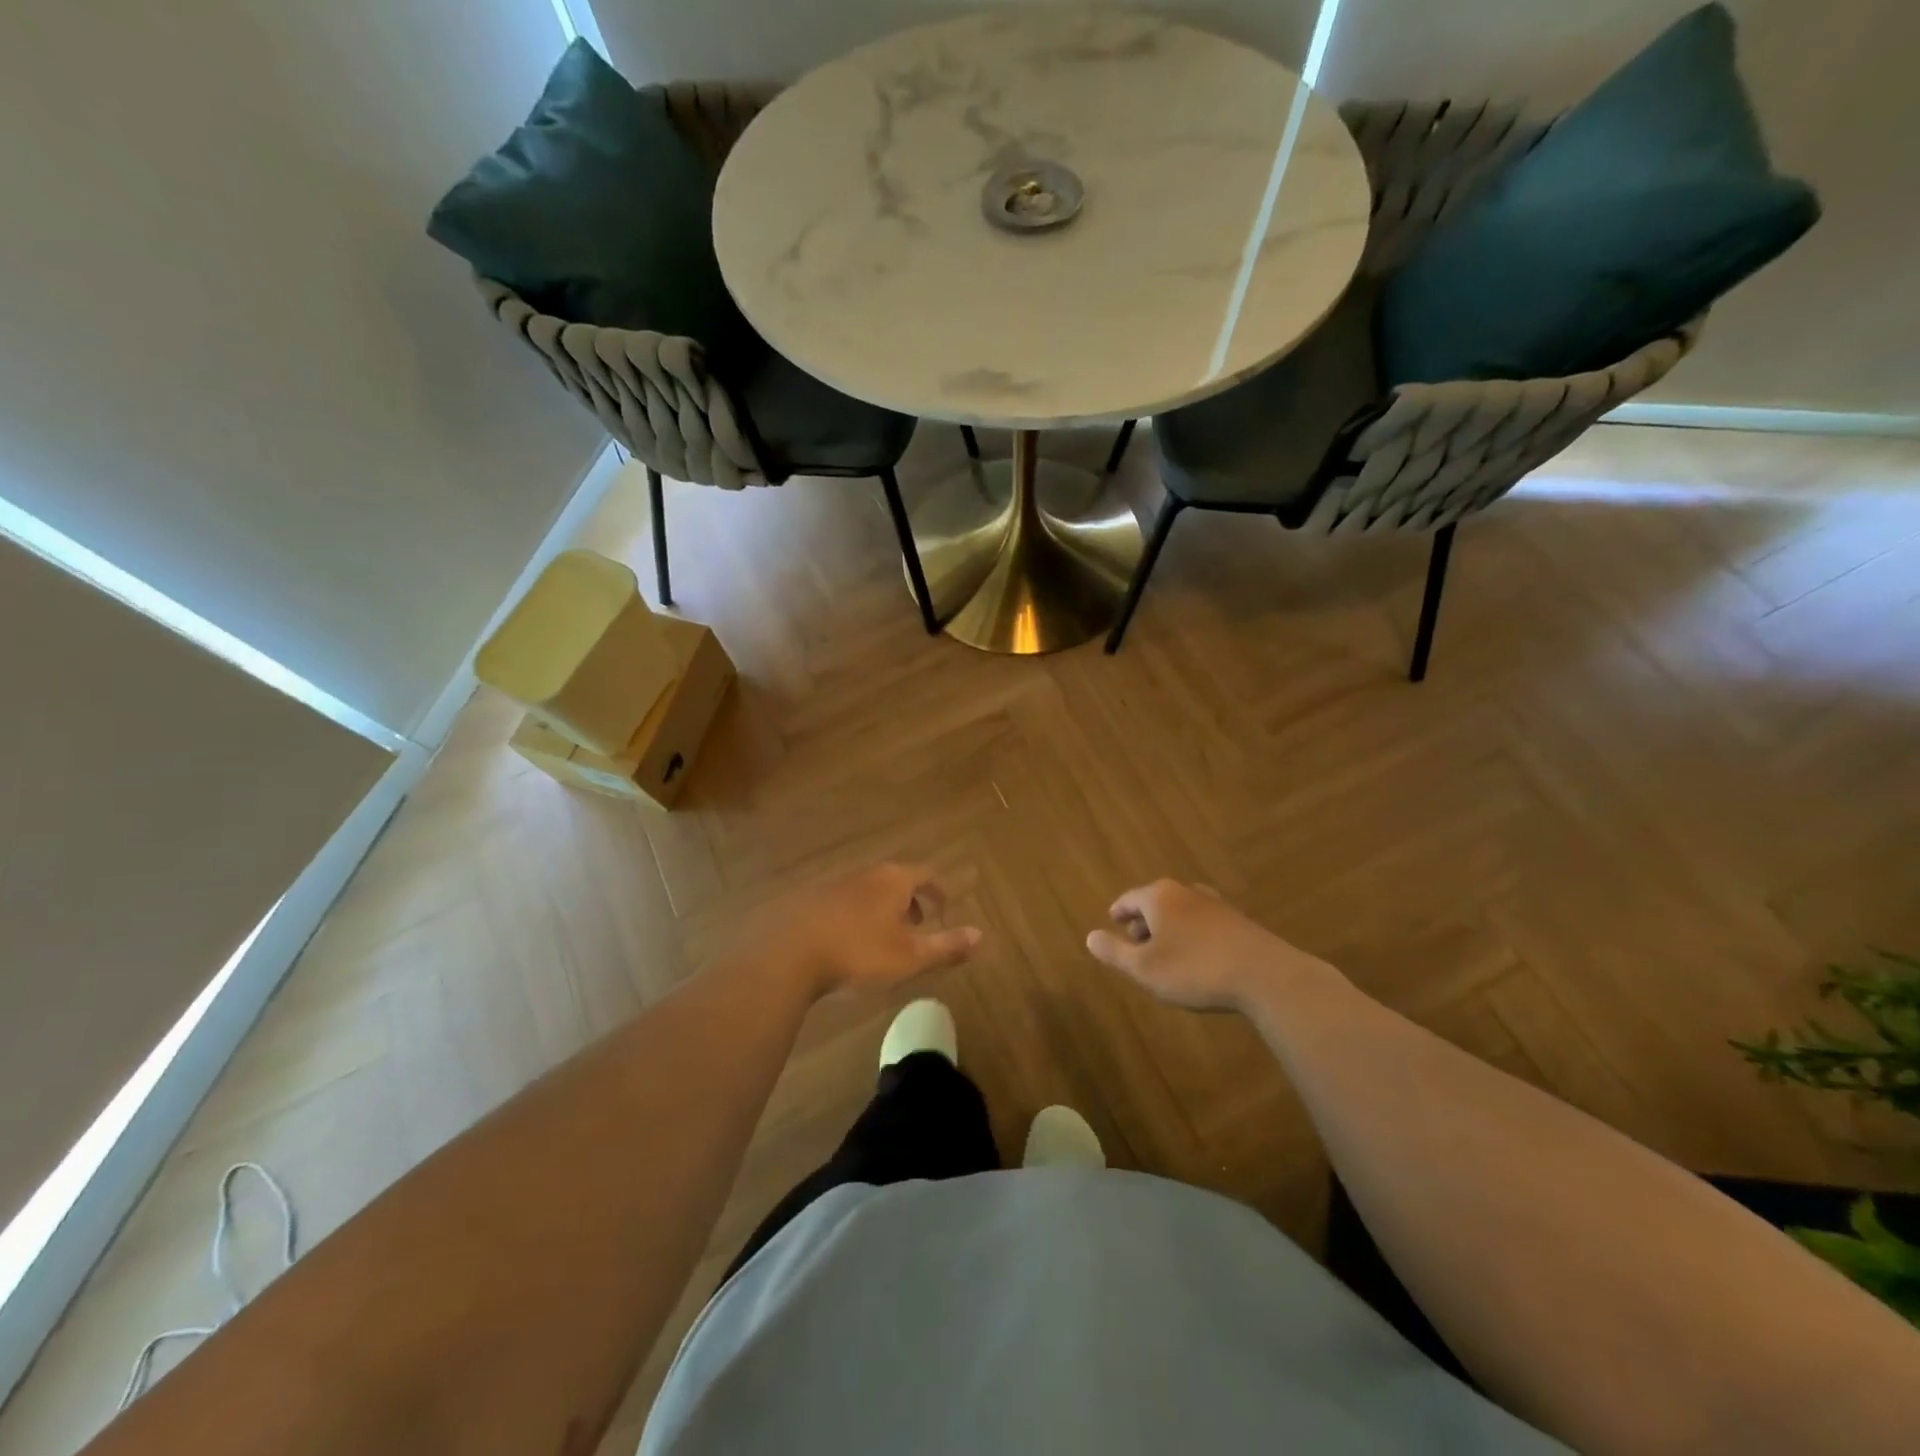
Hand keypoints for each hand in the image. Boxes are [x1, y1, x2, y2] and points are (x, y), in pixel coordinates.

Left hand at [742, 863, 981, 998]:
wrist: (787, 954)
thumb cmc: (857, 952)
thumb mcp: (909, 956)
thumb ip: (946, 946)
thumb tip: (982, 936)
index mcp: (893, 880)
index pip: (925, 874)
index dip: (938, 891)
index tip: (944, 910)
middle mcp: (865, 874)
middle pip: (896, 880)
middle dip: (911, 902)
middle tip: (918, 928)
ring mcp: (834, 885)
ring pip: (869, 892)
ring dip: (882, 911)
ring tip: (884, 940)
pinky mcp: (809, 901)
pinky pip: (844, 904)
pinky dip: (856, 917)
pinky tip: (847, 945)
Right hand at [1085, 878, 1326, 1011]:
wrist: (1264, 976)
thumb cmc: (1194, 969)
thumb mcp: (1144, 968)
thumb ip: (1115, 952)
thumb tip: (1090, 936)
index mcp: (1159, 896)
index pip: (1129, 899)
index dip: (1118, 912)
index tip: (1113, 923)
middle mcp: (1186, 892)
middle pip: (1156, 901)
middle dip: (1144, 921)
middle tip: (1136, 943)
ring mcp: (1216, 904)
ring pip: (1182, 911)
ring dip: (1170, 929)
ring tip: (1165, 952)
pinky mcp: (1239, 922)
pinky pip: (1204, 923)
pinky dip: (1192, 935)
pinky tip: (1197, 958)